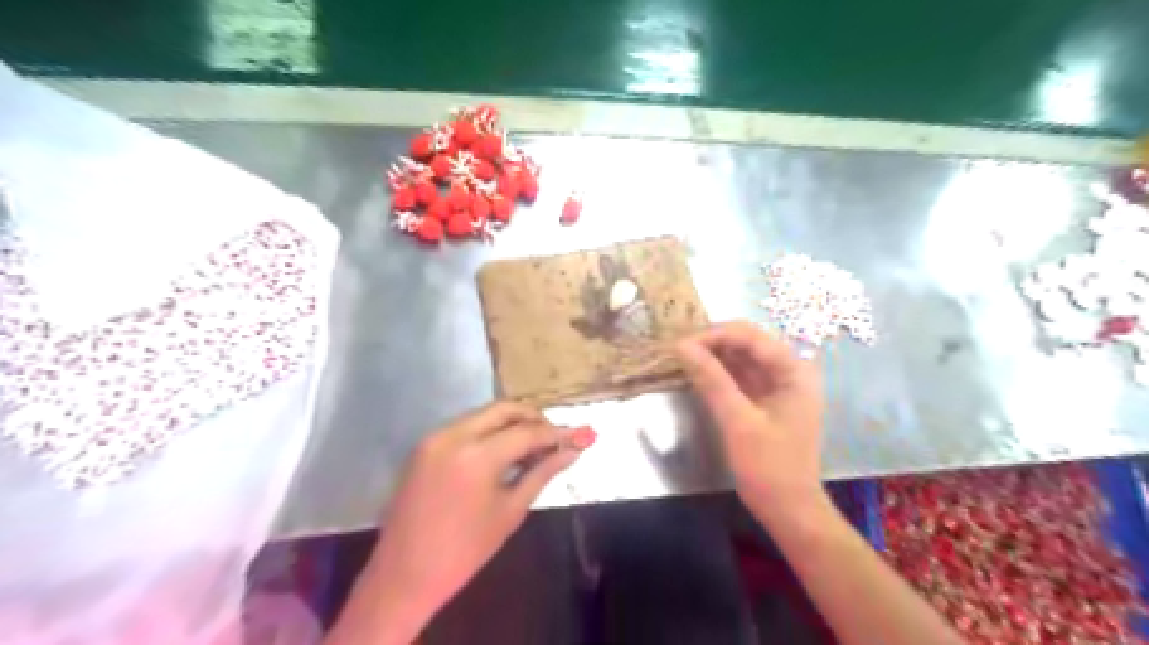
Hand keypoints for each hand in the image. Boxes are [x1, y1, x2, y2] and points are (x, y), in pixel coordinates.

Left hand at [363, 402, 585, 638]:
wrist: (405, 574)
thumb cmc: (465, 550)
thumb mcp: (510, 511)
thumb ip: (542, 473)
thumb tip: (572, 452)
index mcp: (477, 456)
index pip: (526, 432)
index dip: (555, 433)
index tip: (577, 436)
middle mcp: (453, 435)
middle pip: (503, 409)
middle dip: (532, 417)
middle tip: (553, 435)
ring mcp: (434, 437)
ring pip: (483, 414)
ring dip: (510, 422)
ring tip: (531, 445)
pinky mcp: (424, 445)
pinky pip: (464, 426)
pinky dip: (488, 431)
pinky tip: (502, 449)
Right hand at [674, 321, 825, 522]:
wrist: (789, 510)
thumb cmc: (769, 467)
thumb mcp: (737, 421)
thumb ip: (711, 379)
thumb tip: (681, 346)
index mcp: (794, 370)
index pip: (749, 336)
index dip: (713, 335)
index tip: (680, 345)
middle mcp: (790, 370)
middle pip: (746, 343)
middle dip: (711, 343)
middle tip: (677, 351)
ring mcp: (778, 385)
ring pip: (741, 358)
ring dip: (712, 356)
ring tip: (681, 359)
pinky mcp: (766, 400)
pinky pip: (740, 376)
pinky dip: (718, 373)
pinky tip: (696, 374)